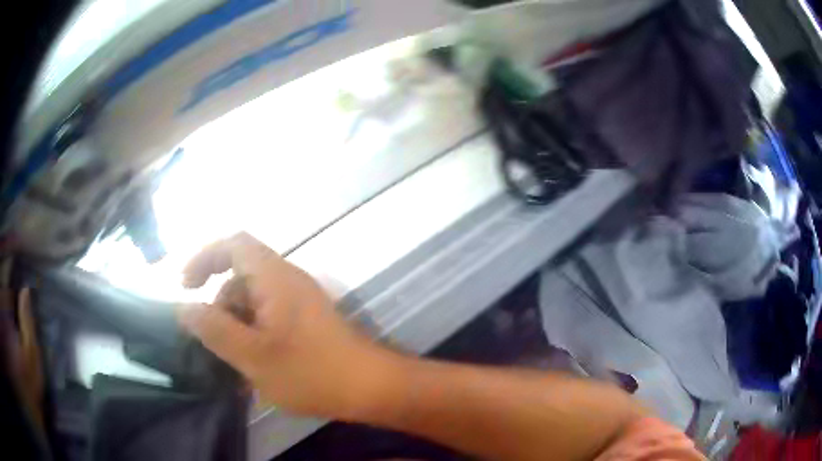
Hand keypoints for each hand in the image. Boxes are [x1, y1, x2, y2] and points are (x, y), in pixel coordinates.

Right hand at [178, 232, 398, 417]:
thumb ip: (214, 329)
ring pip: (254, 301)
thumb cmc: (311, 371)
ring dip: (236, 325)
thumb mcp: (252, 355)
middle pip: (241, 277)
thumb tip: (183, 308)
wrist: (371, 388)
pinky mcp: (307, 322)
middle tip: (212, 341)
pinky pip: (269, 318)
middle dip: (220, 304)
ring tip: (231, 363)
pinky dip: (254, 336)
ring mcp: (300, 302)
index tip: (186, 286)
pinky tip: (251, 368)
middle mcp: (288, 281)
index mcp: (274, 277)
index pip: (234, 244)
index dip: (205, 257)